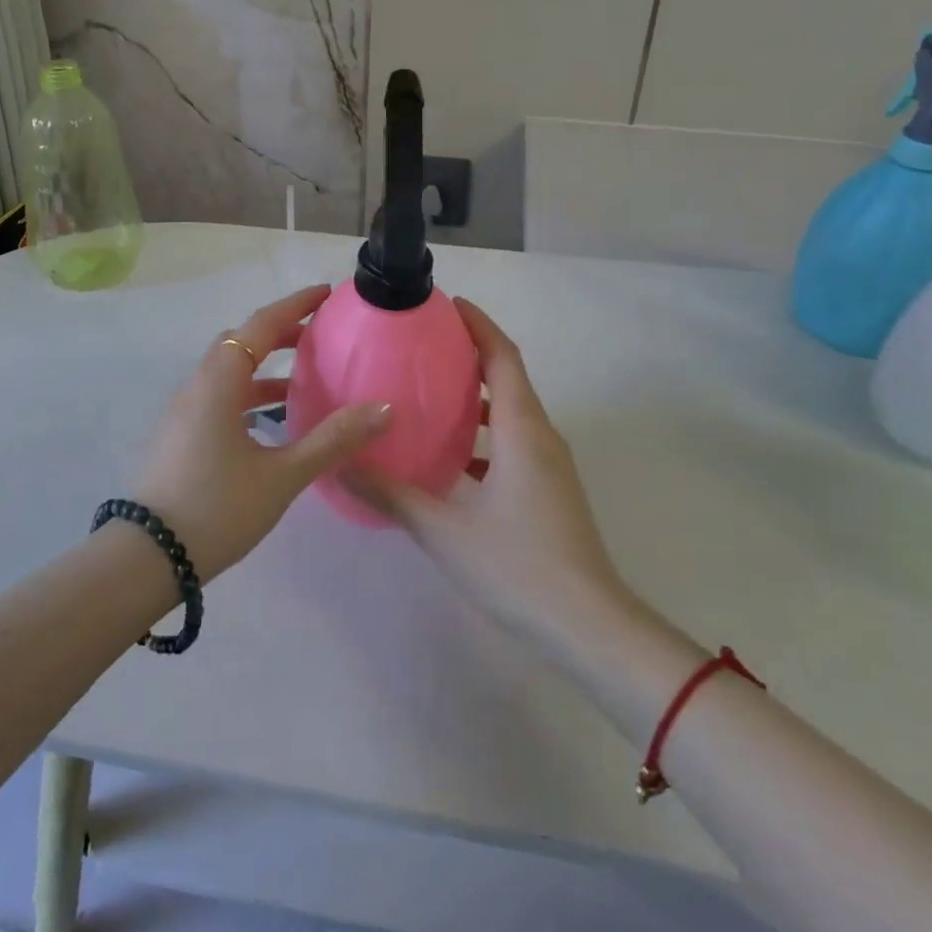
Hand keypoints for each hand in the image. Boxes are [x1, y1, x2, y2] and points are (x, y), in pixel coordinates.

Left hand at [131, 284, 390, 580]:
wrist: (148, 558)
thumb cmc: (217, 508)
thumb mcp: (283, 475)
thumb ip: (333, 439)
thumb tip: (384, 409)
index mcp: (219, 381)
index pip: (260, 324)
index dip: (295, 305)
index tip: (325, 293)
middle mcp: (198, 384)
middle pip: (241, 341)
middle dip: (281, 332)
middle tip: (320, 334)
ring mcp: (185, 410)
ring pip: (228, 370)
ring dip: (263, 365)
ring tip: (303, 376)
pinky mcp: (181, 433)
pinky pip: (220, 395)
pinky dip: (249, 392)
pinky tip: (272, 421)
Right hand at [342, 298, 628, 650]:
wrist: (591, 627)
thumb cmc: (518, 566)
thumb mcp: (443, 530)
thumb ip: (389, 494)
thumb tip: (340, 465)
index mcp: (521, 429)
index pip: (502, 356)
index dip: (478, 324)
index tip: (447, 304)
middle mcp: (540, 435)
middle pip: (508, 376)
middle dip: (472, 353)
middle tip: (425, 344)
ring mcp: (550, 464)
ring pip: (512, 411)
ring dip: (478, 394)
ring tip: (432, 392)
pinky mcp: (550, 489)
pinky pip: (515, 441)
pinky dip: (485, 432)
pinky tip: (452, 455)